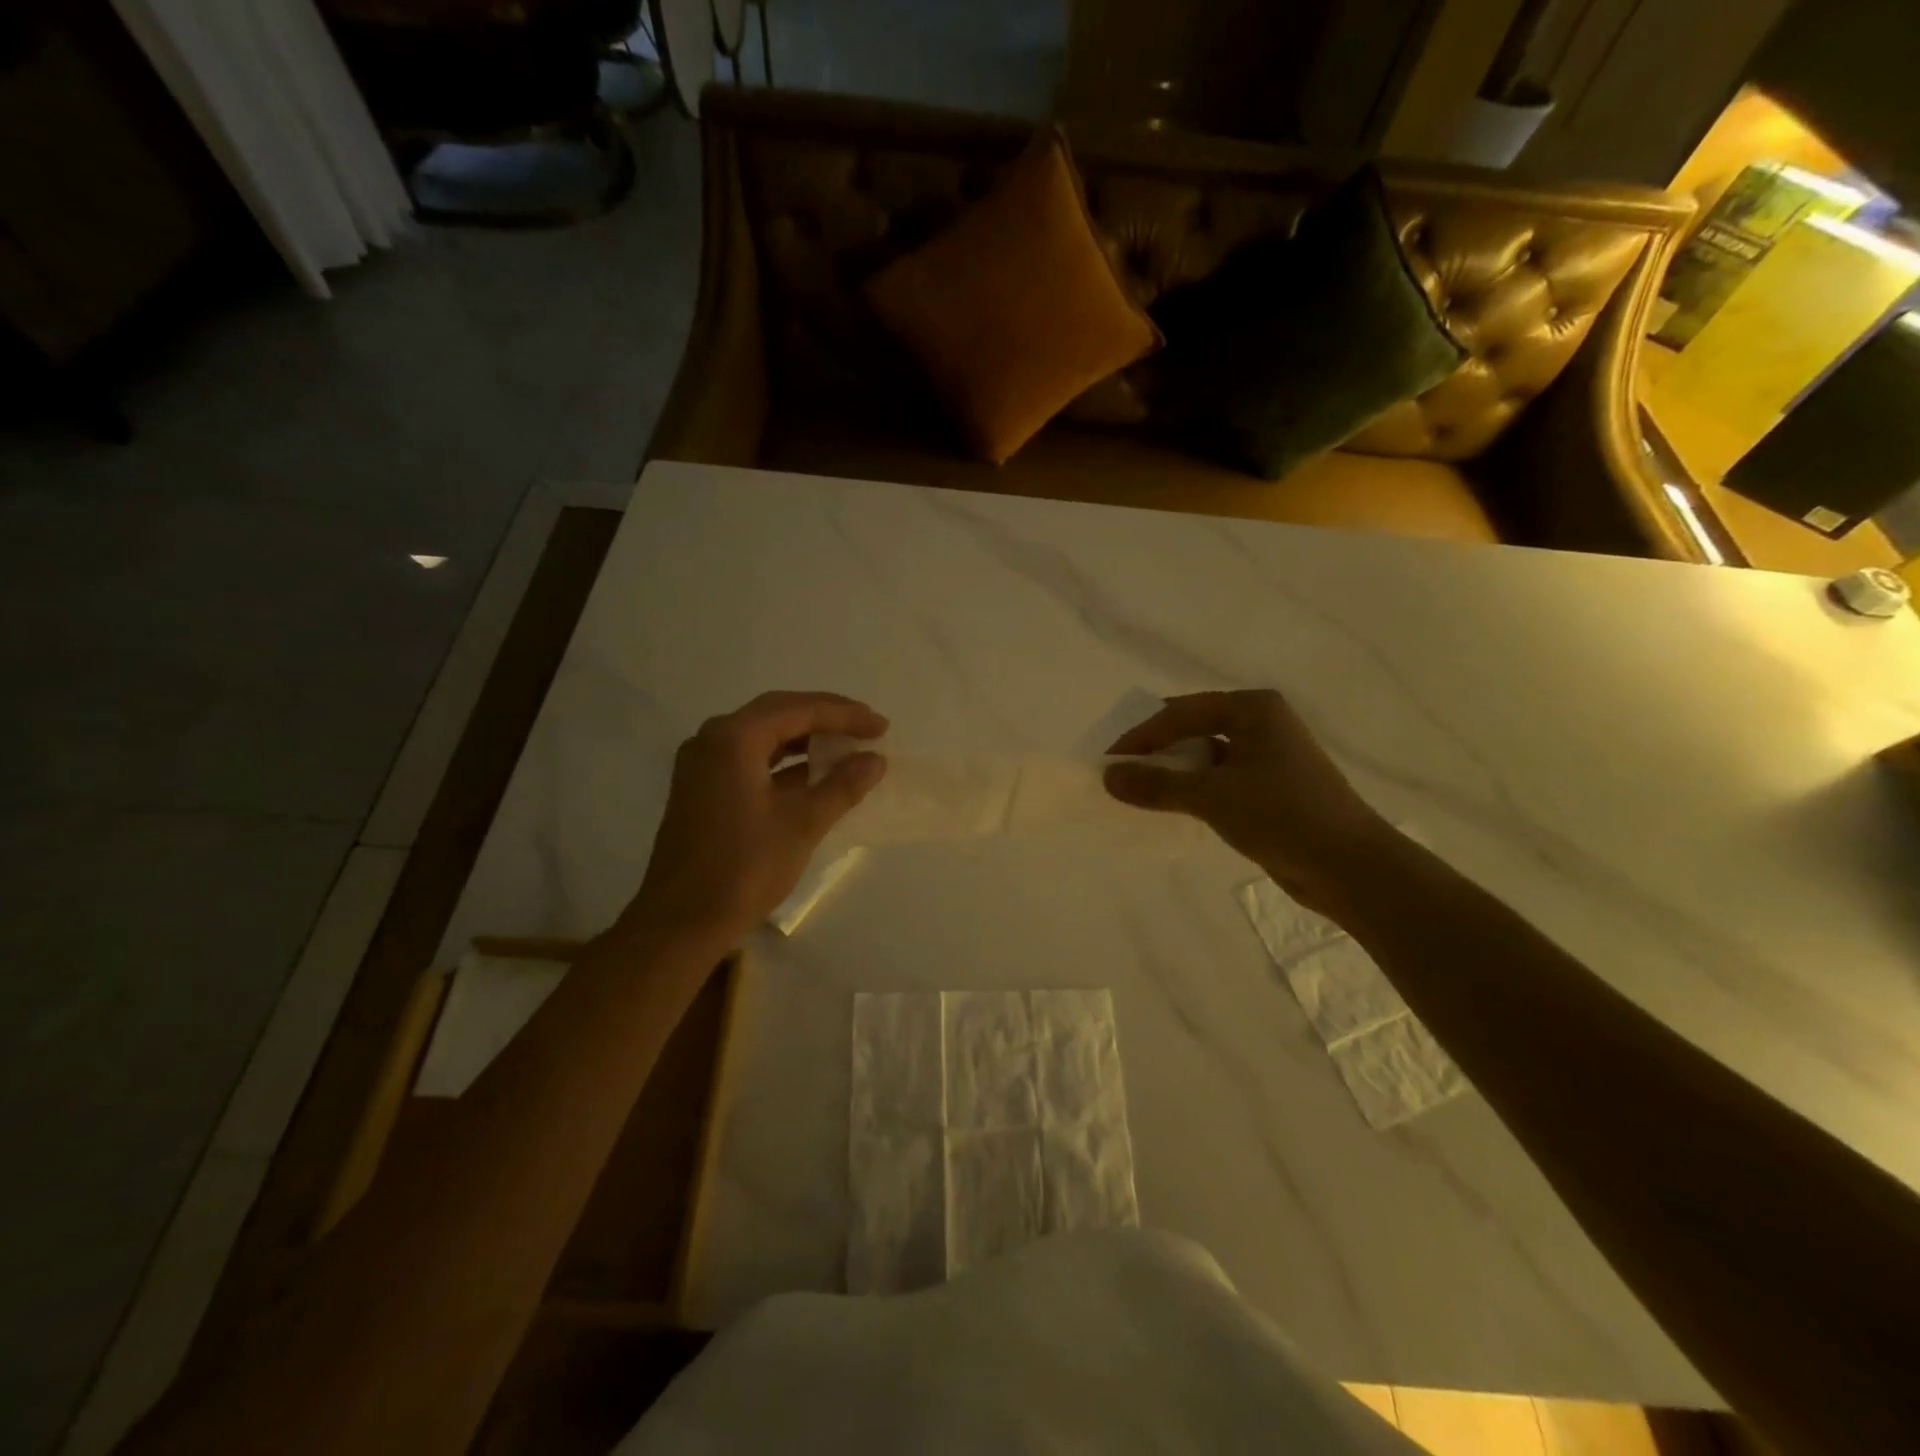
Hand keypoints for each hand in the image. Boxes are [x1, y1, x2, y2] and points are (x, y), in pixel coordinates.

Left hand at [624, 692, 887, 949]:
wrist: (680, 923)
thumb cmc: (743, 869)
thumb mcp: (802, 824)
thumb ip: (842, 786)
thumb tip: (875, 760)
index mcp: (733, 739)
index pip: (798, 709)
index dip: (845, 715)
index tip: (881, 726)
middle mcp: (712, 740)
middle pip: (778, 713)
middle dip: (826, 719)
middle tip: (867, 728)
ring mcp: (703, 765)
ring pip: (763, 737)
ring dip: (805, 739)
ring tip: (847, 747)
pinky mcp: (703, 789)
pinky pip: (750, 760)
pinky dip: (784, 763)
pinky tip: (814, 776)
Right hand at [1104, 690, 1396, 914]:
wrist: (1351, 867)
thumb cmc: (1281, 815)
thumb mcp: (1211, 797)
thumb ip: (1157, 785)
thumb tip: (1109, 777)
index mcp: (1253, 708)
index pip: (1181, 713)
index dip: (1141, 736)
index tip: (1109, 761)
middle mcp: (1263, 723)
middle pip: (1194, 729)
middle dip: (1156, 752)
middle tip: (1121, 774)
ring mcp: (1270, 756)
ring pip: (1207, 756)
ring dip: (1175, 773)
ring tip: (1141, 793)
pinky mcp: (1273, 788)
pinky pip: (1221, 780)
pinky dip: (1195, 790)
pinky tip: (1174, 808)